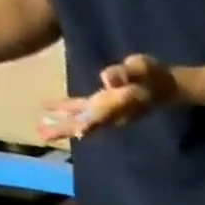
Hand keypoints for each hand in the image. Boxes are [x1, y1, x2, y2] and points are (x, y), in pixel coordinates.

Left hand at [40, 54, 177, 140]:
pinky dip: (66, 113)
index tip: (76, 133)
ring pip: (81, 121)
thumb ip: (128, 73)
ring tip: (41, 130)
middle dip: (66, 130)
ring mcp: (106, 111)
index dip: (90, 123)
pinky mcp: (103, 104)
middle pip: (86, 124)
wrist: (163, 87)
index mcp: (120, 104)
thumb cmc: (154, 76)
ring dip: (62, 126)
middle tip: (43, 135)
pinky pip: (81, 112)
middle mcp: (111, 112)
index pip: (103, 116)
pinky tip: (50, 112)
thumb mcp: (143, 69)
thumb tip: (107, 79)